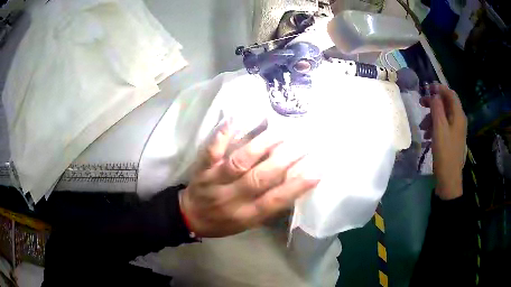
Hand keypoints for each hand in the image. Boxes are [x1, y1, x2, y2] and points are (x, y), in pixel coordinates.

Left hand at [179, 120, 320, 237]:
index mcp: (246, 215)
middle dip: (285, 159)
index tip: (317, 169)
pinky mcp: (202, 168)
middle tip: (305, 142)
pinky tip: (236, 118)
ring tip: (282, 130)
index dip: (297, 186)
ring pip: (239, 161)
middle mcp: (232, 198)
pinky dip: (223, 134)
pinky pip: (212, 150)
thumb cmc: (223, 222)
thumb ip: (268, 206)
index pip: (275, 201)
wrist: (190, 217)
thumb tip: (292, 185)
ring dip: (262, 144)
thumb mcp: (249, 223)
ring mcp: (215, 181)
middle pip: (260, 178)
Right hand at [420, 84, 466, 199]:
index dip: (439, 88)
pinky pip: (444, 126)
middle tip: (421, 104)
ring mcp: (456, 131)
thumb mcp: (439, 128)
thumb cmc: (445, 152)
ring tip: (422, 127)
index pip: (450, 94)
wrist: (449, 178)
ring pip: (444, 116)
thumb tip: (434, 94)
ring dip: (432, 117)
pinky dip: (435, 127)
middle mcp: (459, 120)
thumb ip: (437, 108)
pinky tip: (427, 135)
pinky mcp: (452, 139)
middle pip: (446, 104)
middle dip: (434, 103)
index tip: (427, 88)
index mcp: (458, 115)